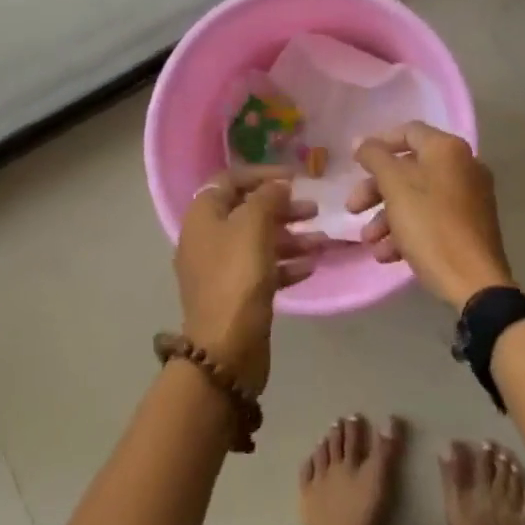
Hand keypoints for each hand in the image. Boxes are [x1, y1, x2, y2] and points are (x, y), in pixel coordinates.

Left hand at [175, 168, 322, 395]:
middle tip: (314, 210)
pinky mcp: (237, 295)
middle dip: (282, 208)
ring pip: (259, 242)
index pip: (230, 180)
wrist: (226, 349)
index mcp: (203, 216)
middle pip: (247, 211)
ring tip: (322, 241)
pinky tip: (311, 266)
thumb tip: (278, 185)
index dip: (262, 174)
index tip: (295, 177)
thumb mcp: (253, 226)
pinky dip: (286, 264)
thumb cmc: (237, 277)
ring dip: (291, 237)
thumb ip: (267, 197)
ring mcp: (221, 269)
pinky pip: (263, 270)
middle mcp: (208, 238)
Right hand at [349, 122, 514, 309]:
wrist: (474, 282)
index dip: (378, 144)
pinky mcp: (469, 226)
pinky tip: (387, 255)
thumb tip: (362, 142)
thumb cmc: (430, 225)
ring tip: (368, 240)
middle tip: (352, 208)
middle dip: (375, 189)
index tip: (355, 163)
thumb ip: (375, 158)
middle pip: (409, 168)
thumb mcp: (395, 186)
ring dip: (386, 216)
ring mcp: (469, 198)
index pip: (408, 132)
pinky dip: (407, 230)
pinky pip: (432, 218)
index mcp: (448, 150)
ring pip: (417, 197)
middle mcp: (463, 167)